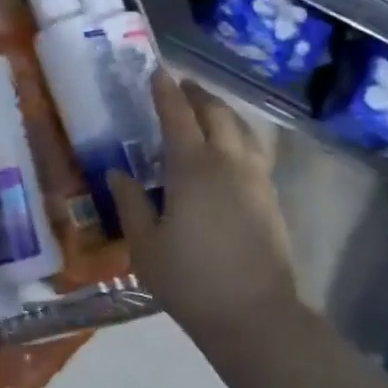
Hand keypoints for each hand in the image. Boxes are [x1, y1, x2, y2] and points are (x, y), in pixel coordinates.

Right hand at [108, 72, 306, 362]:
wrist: (255, 316)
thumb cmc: (190, 280)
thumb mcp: (145, 245)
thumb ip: (130, 203)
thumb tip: (117, 173)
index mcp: (193, 169)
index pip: (177, 116)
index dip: (165, 91)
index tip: (155, 71)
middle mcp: (229, 163)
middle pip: (216, 113)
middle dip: (196, 94)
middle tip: (179, 87)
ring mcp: (255, 179)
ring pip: (241, 129)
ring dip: (220, 112)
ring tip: (204, 111)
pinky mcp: (270, 197)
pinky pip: (252, 150)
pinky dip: (236, 136)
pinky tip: (226, 150)